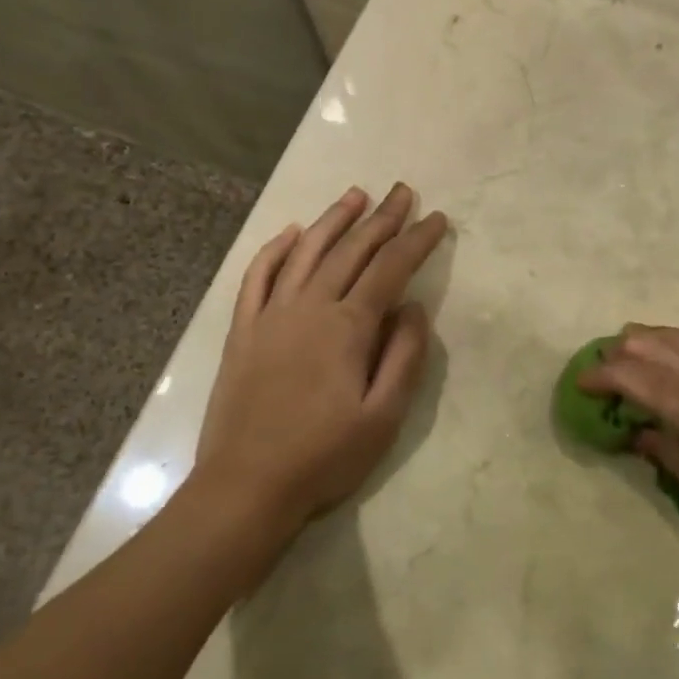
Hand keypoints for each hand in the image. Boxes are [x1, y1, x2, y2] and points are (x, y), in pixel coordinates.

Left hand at [195, 184, 448, 541]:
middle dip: (381, 218)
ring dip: (333, 220)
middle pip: (350, 251)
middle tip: (403, 192)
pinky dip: (275, 249)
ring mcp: (270, 315)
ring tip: (355, 195)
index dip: (416, 240)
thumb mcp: (383, 417)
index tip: (436, 219)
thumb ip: (404, 357)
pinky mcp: (242, 331)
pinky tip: (291, 233)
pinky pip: (258, 276)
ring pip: (305, 252)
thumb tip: (414, 307)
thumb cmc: (324, 457)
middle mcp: (308, 307)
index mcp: (347, 327)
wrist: (246, 486)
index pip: (390, 268)